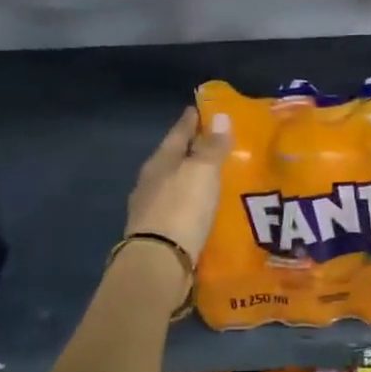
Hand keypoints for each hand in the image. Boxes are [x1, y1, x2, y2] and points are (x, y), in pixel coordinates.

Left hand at [126, 107, 230, 261]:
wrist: (159, 261)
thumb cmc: (182, 208)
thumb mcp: (202, 172)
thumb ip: (212, 147)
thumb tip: (220, 116)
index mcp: (159, 162)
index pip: (177, 134)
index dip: (190, 121)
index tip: (198, 109)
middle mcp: (150, 182)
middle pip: (172, 159)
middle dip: (190, 151)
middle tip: (212, 144)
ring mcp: (150, 209)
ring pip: (173, 185)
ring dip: (190, 179)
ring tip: (211, 178)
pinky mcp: (157, 233)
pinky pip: (177, 209)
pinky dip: (189, 203)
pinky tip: (201, 208)